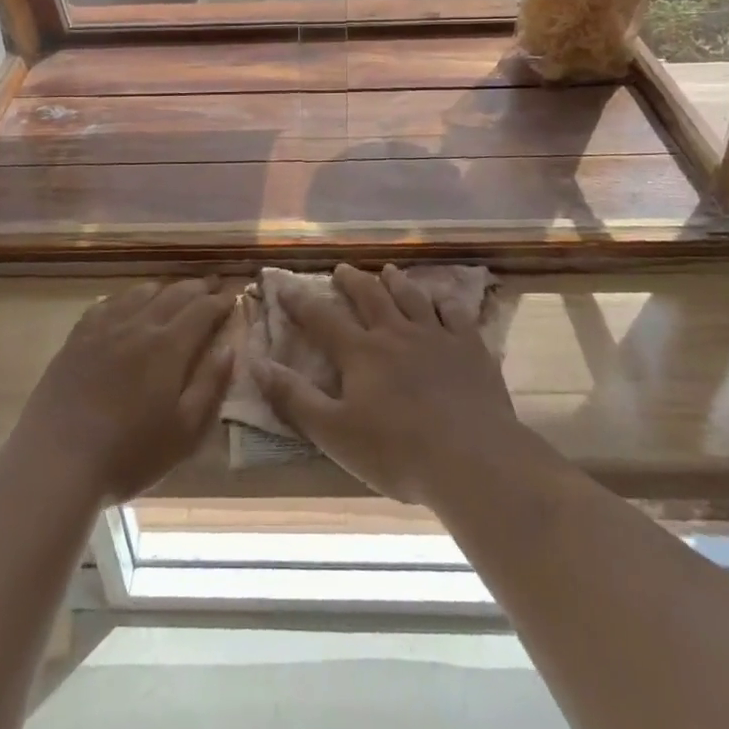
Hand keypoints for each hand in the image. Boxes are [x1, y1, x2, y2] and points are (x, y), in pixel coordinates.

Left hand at [11, 278, 236, 504]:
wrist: (57, 460)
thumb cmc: (129, 453)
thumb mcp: (184, 431)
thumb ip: (210, 385)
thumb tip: (229, 347)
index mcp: (169, 346)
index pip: (202, 310)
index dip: (220, 302)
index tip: (232, 298)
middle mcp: (139, 325)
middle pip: (174, 294)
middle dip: (198, 288)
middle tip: (212, 286)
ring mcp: (105, 327)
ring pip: (141, 292)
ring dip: (165, 288)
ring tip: (175, 292)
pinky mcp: (78, 337)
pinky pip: (108, 303)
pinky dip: (128, 297)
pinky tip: (128, 304)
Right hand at [254, 267, 521, 505]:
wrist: (472, 459)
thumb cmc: (397, 452)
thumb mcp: (334, 432)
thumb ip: (294, 397)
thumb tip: (256, 363)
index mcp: (361, 353)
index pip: (321, 319)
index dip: (300, 301)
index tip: (283, 285)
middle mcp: (395, 333)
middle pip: (369, 296)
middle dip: (351, 281)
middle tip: (342, 269)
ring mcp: (436, 336)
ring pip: (411, 297)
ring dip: (396, 282)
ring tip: (387, 271)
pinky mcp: (470, 347)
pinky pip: (455, 313)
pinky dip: (444, 301)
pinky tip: (442, 299)